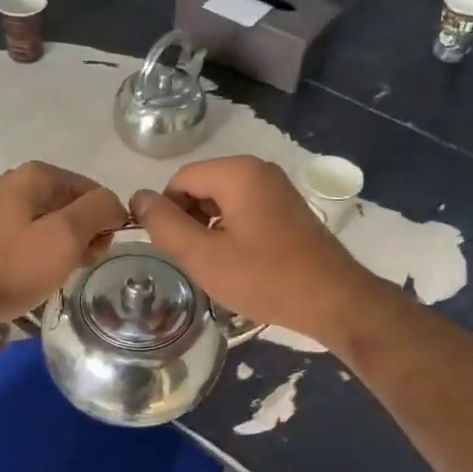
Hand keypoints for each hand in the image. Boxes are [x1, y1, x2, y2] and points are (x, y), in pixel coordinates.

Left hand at [0, 162, 127, 340]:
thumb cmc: (12, 266)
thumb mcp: (65, 236)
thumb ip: (98, 210)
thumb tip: (116, 204)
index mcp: (38, 175)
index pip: (95, 191)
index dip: (105, 223)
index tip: (97, 253)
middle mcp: (18, 183)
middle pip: (73, 206)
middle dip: (84, 236)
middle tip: (75, 266)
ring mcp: (1, 208)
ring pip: (53, 225)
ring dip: (63, 250)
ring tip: (55, 275)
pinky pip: (31, 239)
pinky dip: (41, 256)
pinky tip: (35, 276)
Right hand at [129, 156, 377, 344]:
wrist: (334, 301)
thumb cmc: (265, 278)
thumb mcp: (203, 256)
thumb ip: (164, 224)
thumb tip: (138, 197)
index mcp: (238, 172)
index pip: (180, 180)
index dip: (166, 213)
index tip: (172, 249)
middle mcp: (259, 170)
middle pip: (202, 187)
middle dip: (189, 221)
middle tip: (194, 261)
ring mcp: (278, 189)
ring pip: (222, 201)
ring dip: (209, 230)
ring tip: (216, 265)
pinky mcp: (288, 210)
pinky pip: (245, 211)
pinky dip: (232, 232)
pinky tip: (239, 264)